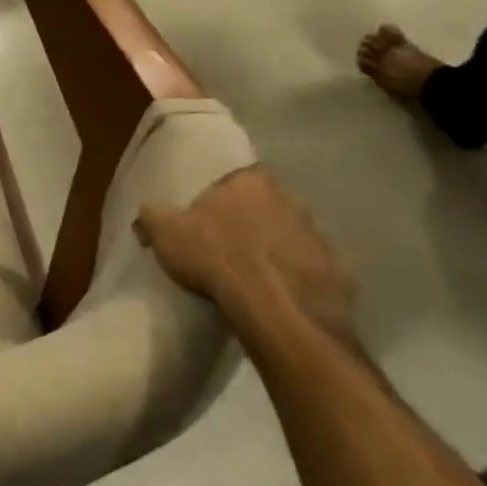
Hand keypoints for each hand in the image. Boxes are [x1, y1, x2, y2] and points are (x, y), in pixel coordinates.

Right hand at [136, 166, 354, 338]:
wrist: (277, 310)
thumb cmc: (217, 256)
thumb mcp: (163, 231)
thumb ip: (151, 216)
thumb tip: (147, 216)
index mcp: (251, 183)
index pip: (237, 175)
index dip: (220, 192)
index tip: (206, 210)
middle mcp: (292, 201)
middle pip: (266, 204)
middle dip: (249, 218)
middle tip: (225, 239)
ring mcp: (320, 238)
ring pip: (290, 236)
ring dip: (273, 247)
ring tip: (248, 271)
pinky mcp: (339, 274)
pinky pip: (308, 270)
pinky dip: (293, 277)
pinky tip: (273, 293)